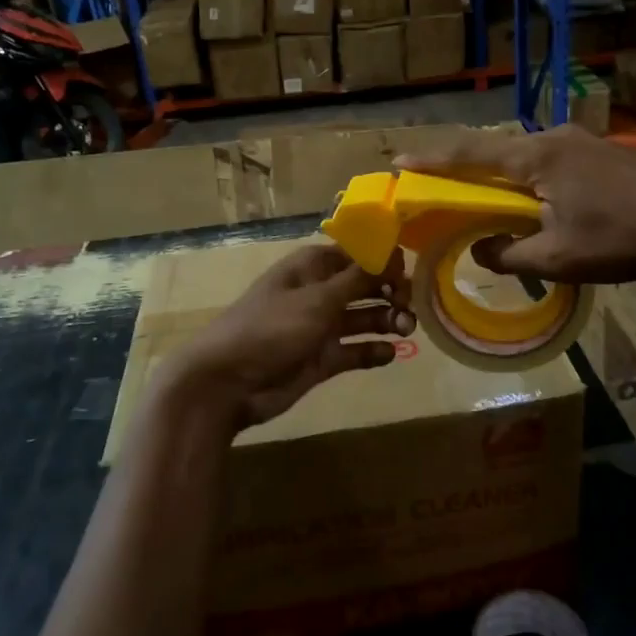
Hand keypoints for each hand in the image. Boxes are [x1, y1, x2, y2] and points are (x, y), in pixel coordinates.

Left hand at [159, 244, 414, 432]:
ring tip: (404, 330)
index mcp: (312, 267)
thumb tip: (392, 253)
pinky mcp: (322, 360)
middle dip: (390, 292)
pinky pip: (356, 351)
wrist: (227, 382)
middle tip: (409, 307)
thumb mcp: (317, 299)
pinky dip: (373, 351)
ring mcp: (321, 327)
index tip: (408, 272)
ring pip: (364, 318)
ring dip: (387, 321)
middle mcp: (319, 292)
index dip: (384, 260)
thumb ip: (357, 279)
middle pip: (365, 286)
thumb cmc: (271, 327)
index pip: (357, 254)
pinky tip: (389, 354)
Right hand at [397, 125, 635, 283]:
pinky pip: (551, 163)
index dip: (430, 160)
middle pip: (496, 154)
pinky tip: (540, 203)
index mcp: (534, 157)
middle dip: (466, 171)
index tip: (399, 161)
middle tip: (443, 189)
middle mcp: (553, 138)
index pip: (469, 155)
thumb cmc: (622, 236)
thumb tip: (480, 250)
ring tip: (491, 204)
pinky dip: (532, 182)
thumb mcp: (558, 258)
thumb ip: (510, 255)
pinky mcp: (602, 153)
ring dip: (504, 180)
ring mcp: (581, 141)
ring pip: (526, 159)